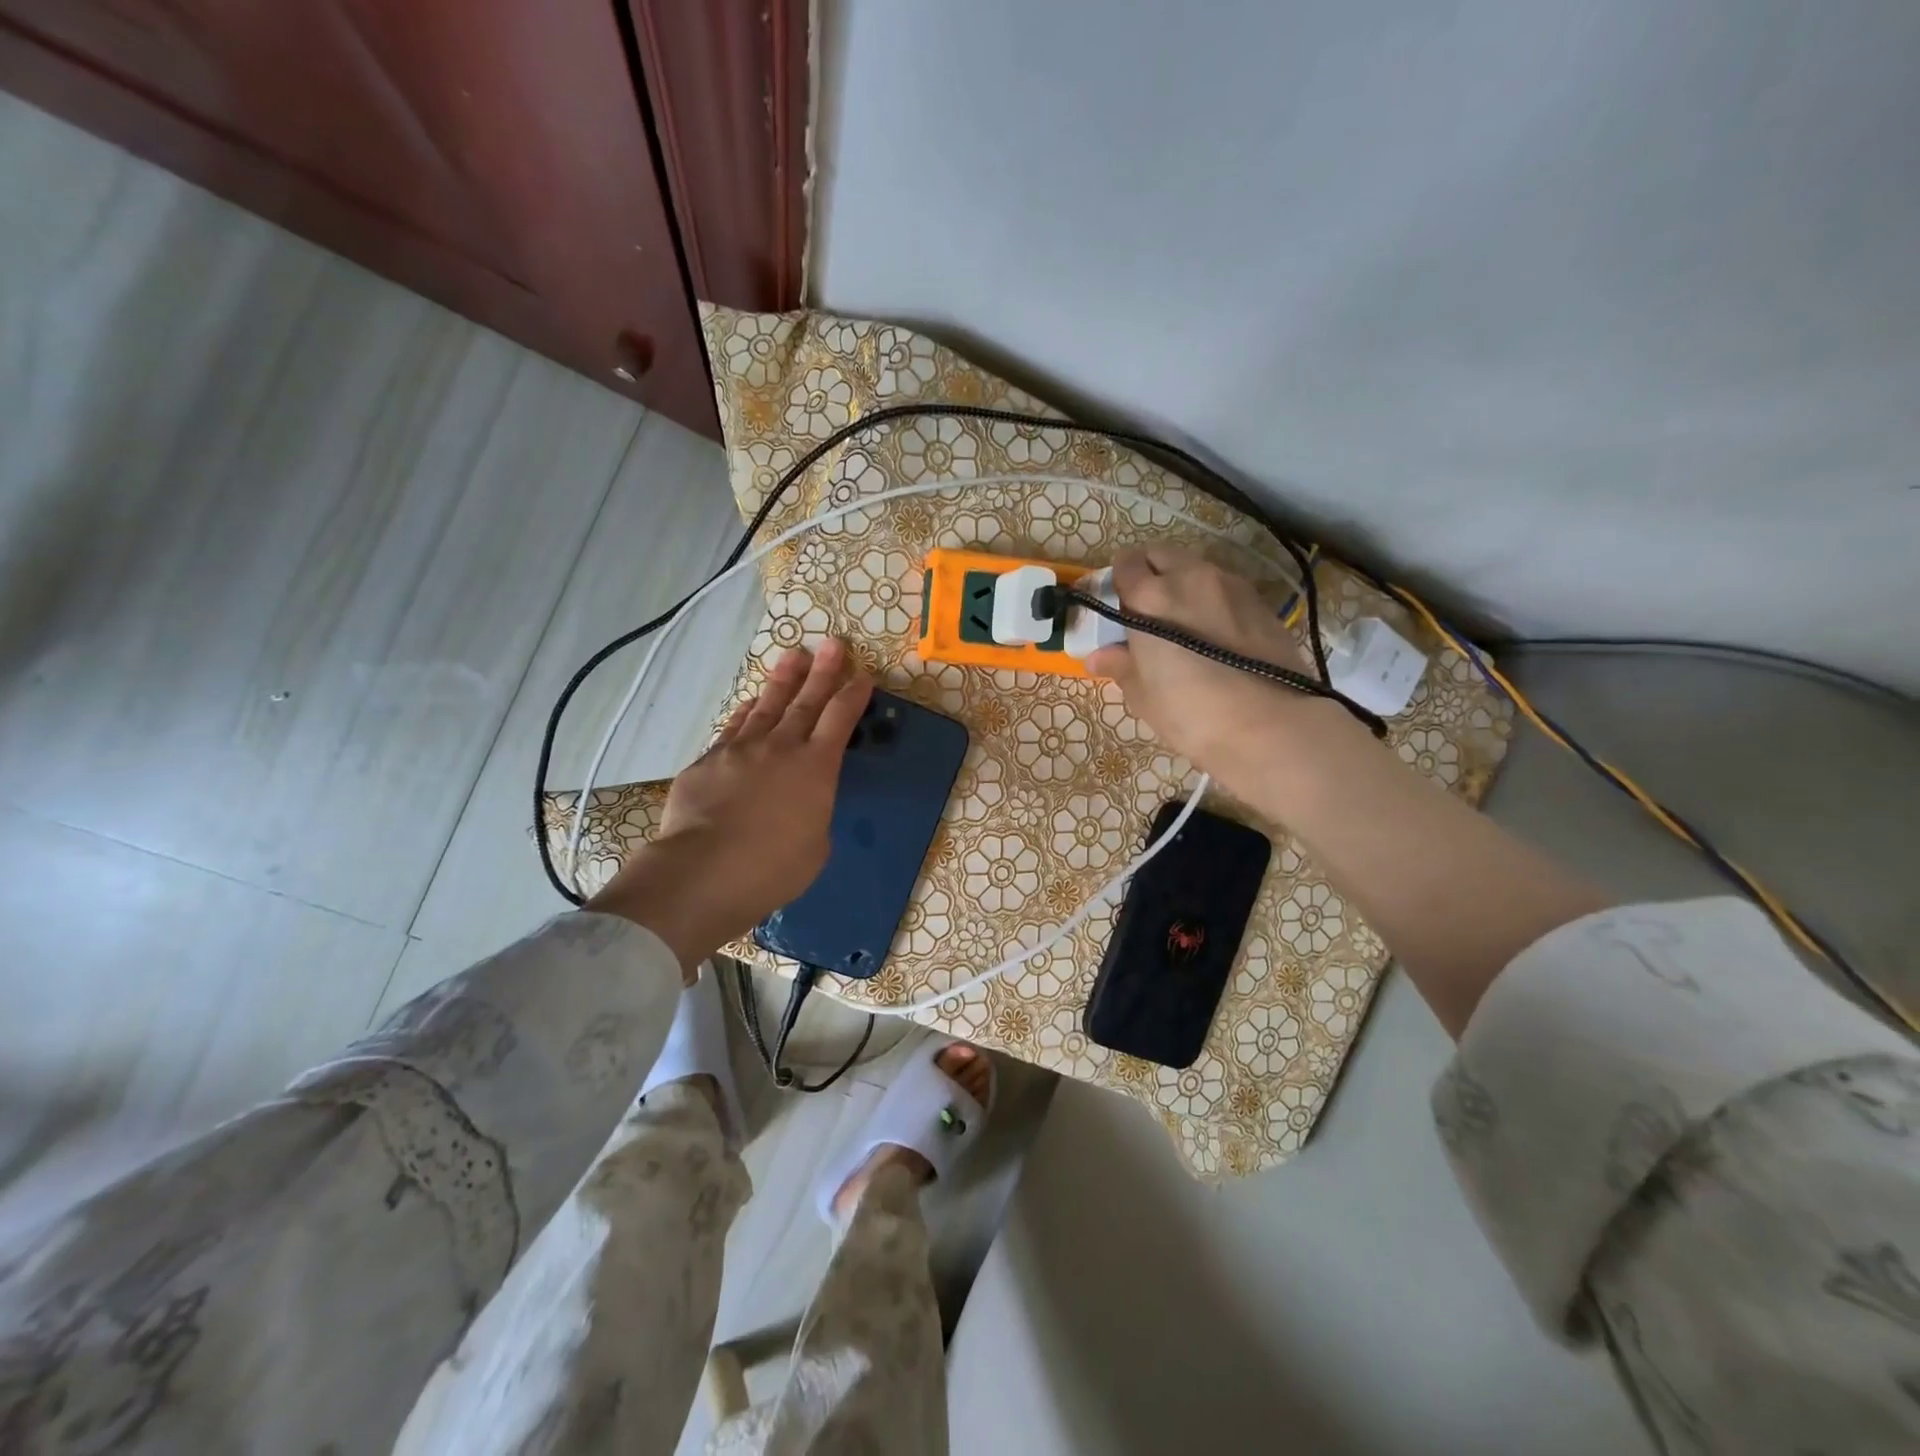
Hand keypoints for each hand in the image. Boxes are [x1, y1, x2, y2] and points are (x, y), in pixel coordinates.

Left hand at [584, 641, 871, 974]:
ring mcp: (740, 750)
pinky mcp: (708, 761)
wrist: (704, 871)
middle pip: (806, 701)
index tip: (863, 675)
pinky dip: (746, 712)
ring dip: (783, 680)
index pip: (840, 719)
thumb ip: (813, 816)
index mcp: (816, 768)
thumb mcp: (815, 847)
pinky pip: (733, 728)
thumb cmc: (773, 868)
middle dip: (823, 671)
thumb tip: (800, 807)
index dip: (854, 695)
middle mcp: (780, 747)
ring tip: (794, 657)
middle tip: (833, 644)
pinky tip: (750, 703)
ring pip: (767, 706)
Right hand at [1086, 545, 1351, 798]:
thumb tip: (1100, 656)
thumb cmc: (1190, 712)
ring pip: (1197, 568)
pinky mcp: (1262, 602)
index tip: (1117, 605)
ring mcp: (1231, 585)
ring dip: (1183, 584)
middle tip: (1146, 609)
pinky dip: (1213, 600)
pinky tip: (1215, 634)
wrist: (1270, 726)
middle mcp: (1190, 577)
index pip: (1125, 563)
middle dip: (1150, 572)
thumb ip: (1121, 666)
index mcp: (1150, 597)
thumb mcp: (1143, 696)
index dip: (1118, 581)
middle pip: (1161, 554)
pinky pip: (1226, 588)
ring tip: (1183, 622)